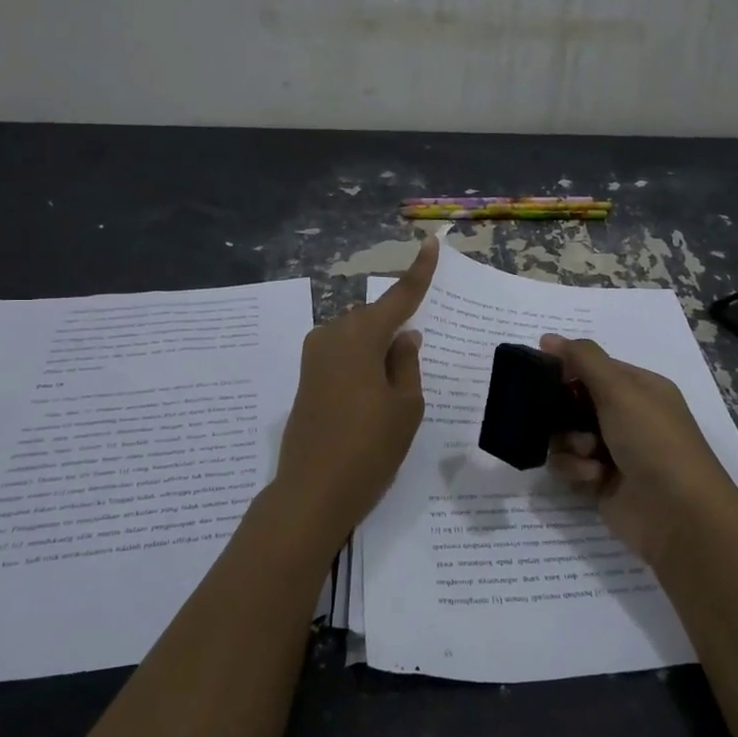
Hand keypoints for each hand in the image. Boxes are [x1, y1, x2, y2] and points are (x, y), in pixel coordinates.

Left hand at [275, 237, 435, 544]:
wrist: (312, 492)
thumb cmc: (369, 447)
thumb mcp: (405, 406)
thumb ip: (407, 364)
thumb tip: (404, 336)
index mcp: (360, 337)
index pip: (398, 297)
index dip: (418, 272)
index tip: (430, 244)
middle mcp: (332, 336)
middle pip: (373, 318)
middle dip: (396, 325)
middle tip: (419, 351)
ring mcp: (314, 358)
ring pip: (356, 337)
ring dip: (378, 347)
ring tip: (398, 380)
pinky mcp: (307, 379)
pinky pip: (343, 354)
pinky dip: (363, 361)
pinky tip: (376, 387)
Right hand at [541, 334, 737, 566]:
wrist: (678, 514)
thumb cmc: (653, 440)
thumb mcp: (620, 390)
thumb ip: (583, 360)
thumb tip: (548, 337)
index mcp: (639, 388)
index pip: (593, 367)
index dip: (566, 369)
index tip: (540, 373)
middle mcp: (627, 416)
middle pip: (574, 401)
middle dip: (562, 410)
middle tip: (555, 415)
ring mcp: (613, 451)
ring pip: (565, 434)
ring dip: (569, 442)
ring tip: (587, 452)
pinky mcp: (599, 482)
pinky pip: (569, 465)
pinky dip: (575, 469)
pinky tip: (592, 477)